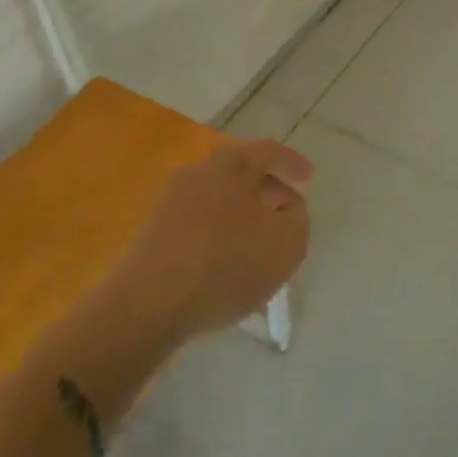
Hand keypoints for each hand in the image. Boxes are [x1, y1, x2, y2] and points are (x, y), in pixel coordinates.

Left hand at [112, 138, 313, 341]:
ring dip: (243, 213)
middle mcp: (198, 172)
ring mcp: (170, 201)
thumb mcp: (286, 245)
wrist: (147, 305)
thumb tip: (288, 208)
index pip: (268, 151)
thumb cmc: (226, 265)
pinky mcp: (154, 232)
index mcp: (230, 164)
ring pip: (219, 197)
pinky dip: (220, 233)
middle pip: (241, 172)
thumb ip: (298, 220)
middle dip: (268, 190)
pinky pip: (199, 222)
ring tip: (260, 242)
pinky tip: (228, 262)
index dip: (292, 163)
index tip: (310, 179)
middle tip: (288, 212)